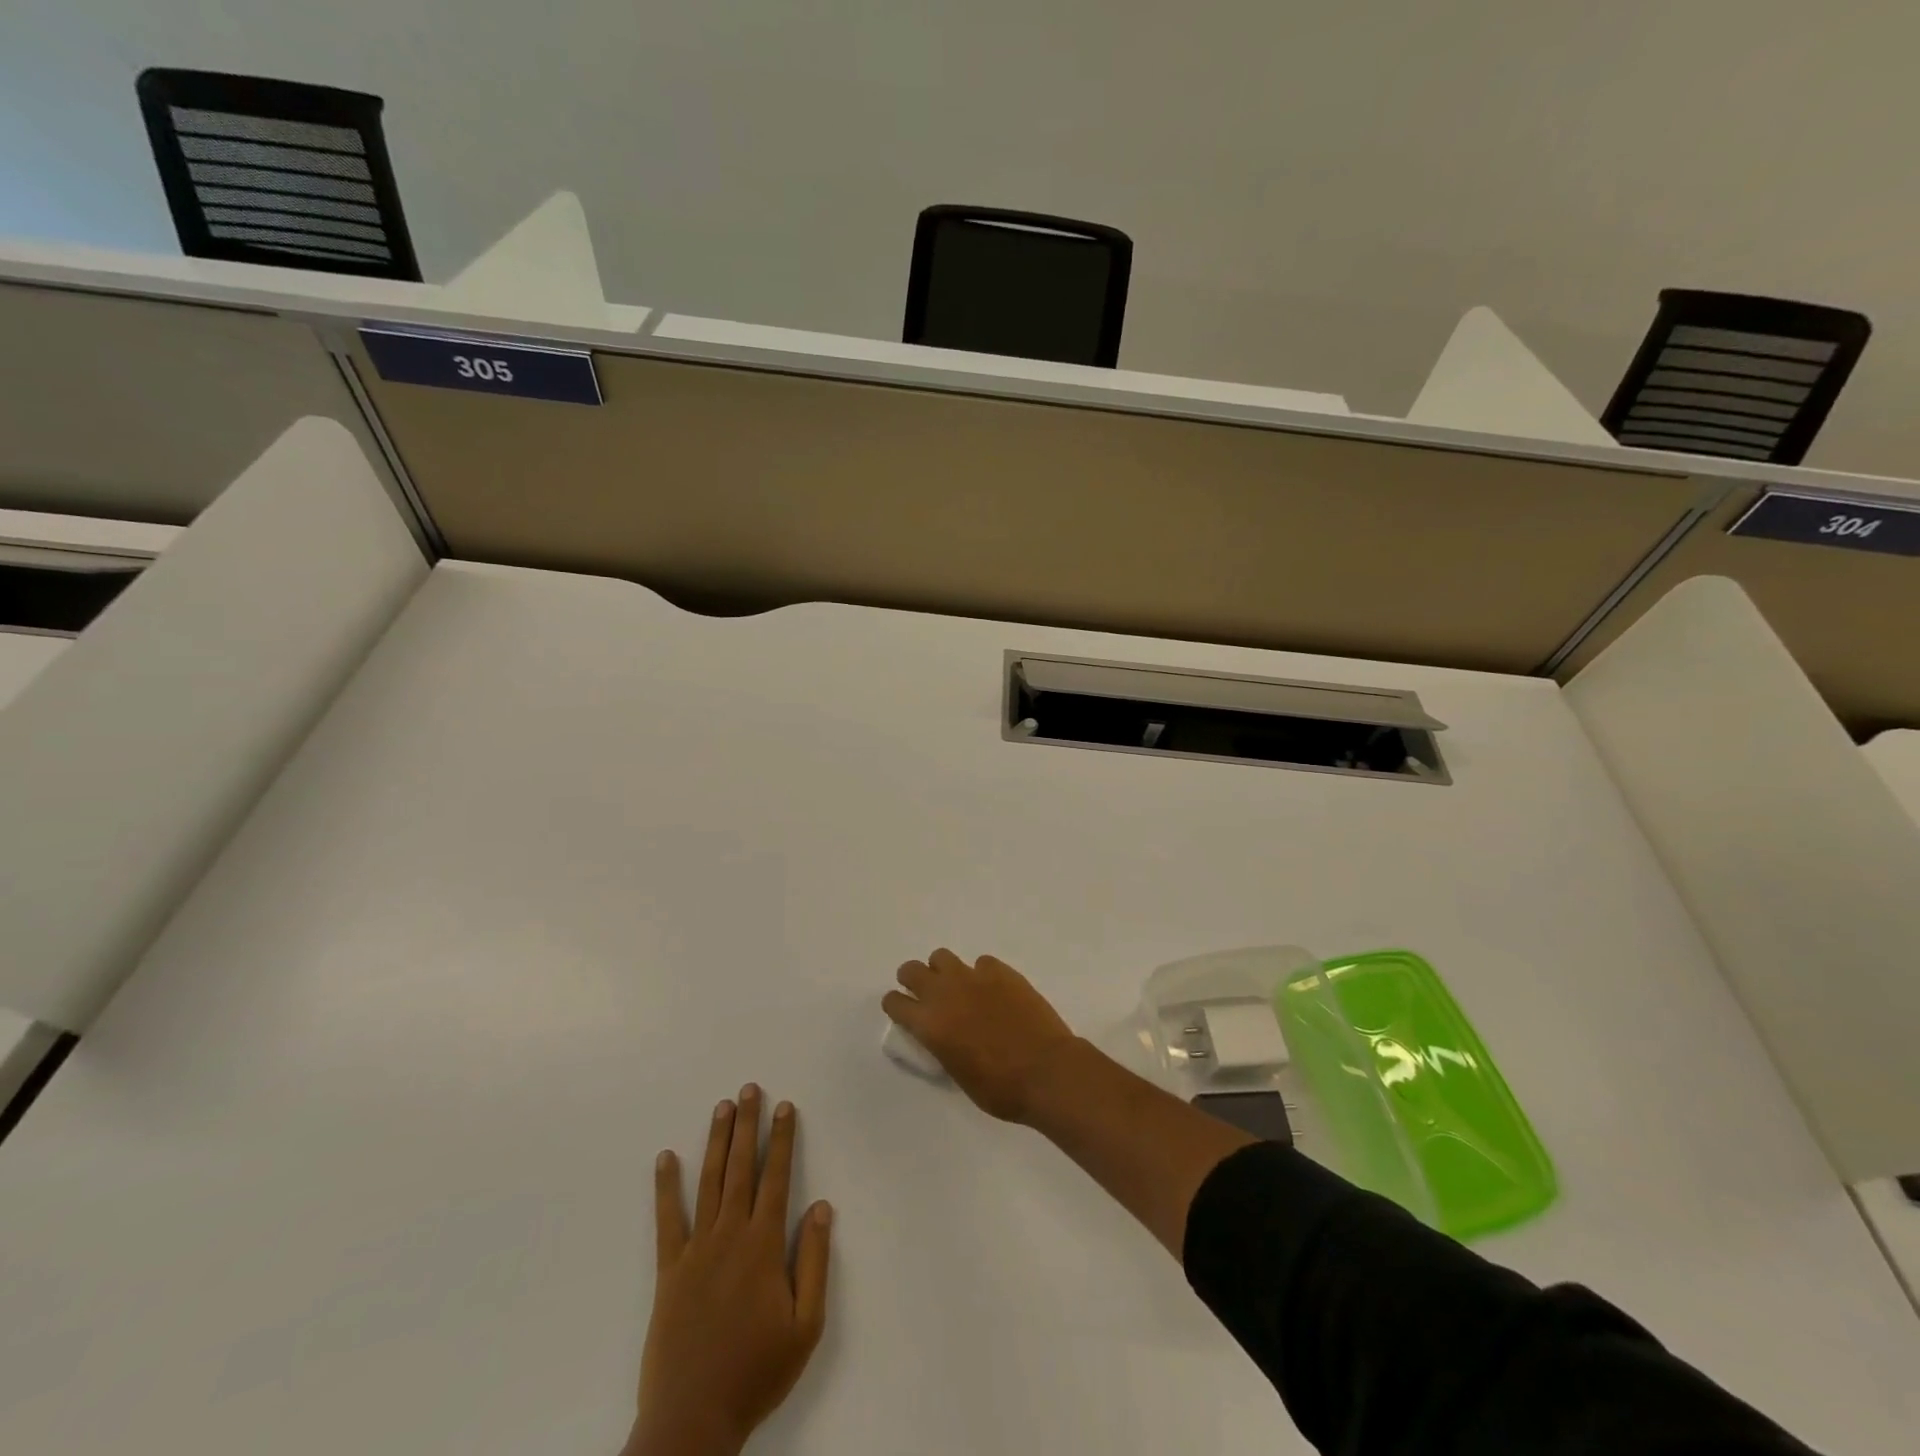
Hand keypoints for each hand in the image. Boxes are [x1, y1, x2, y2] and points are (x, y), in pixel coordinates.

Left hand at [627, 1086, 832, 1455]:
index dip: (781, 1139)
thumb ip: (814, 1262)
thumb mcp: (806, 1325)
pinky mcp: (668, 1271)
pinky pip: (667, 1220)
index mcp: (764, 1245)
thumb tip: (821, 1206)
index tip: (785, 1107)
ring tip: (721, 1107)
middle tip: (749, 1089)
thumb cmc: (757, 1371)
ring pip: (708, 1183)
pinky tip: (665, 1158)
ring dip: (716, 1142)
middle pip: (740, 1168)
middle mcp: (730, 1235)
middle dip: (747, 1125)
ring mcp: (696, 1250)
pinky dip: (665, 1188)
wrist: (693, 1420)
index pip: (776, 1177)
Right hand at [882, 948, 1076, 1122]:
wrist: (1046, 1071)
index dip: (897, 1006)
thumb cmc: (1001, 1089)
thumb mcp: (959, 1076)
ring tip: (958, 987)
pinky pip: (981, 962)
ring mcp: (973, 977)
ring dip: (944, 971)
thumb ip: (943, 1047)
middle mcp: (945, 993)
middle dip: (913, 980)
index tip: (905, 1014)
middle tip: (926, 994)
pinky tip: (994, 991)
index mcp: (929, 1024)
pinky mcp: (1001, 971)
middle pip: (911, 970)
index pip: (894, 1002)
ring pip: (941, 957)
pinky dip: (982, 974)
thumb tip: (944, 1036)